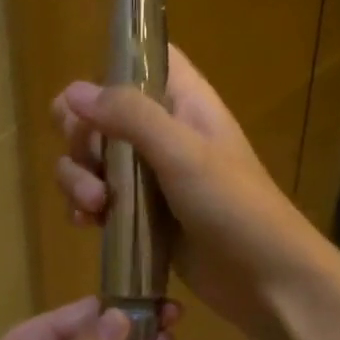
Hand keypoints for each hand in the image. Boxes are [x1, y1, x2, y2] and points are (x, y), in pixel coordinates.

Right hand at [52, 46, 329, 335]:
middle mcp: (162, 132)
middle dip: (81, 140)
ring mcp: (149, 176)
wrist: (266, 280)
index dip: (111, 68)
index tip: (83, 99)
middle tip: (91, 170)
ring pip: (92, 158)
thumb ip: (130, 117)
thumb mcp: (183, 155)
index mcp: (183, 103)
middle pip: (100, 113)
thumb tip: (72, 92)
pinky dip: (84, 207)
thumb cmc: (234, 208)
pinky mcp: (140, 215)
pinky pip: (98, 198)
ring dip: (78, 179)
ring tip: (92, 209)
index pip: (144, 59)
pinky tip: (87, 225)